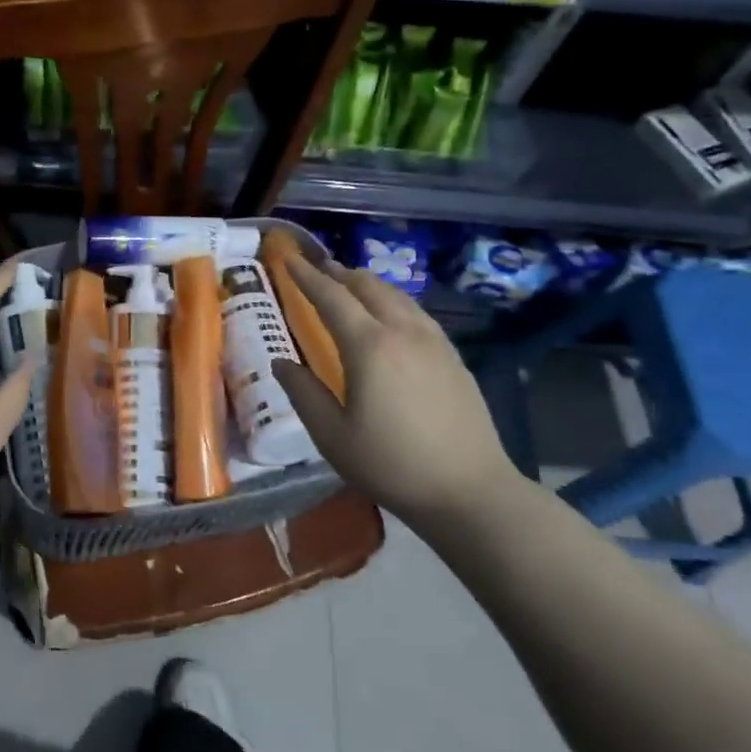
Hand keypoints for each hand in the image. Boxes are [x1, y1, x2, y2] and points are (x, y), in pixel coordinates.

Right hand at [272, 254, 526, 527]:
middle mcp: (403, 333)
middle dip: (339, 273)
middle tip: (317, 267)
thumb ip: (303, 393)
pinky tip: (391, 315)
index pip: (332, 298)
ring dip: (368, 284)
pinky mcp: (454, 358)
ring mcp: (434, 343)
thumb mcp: (332, 435)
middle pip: (368, 287)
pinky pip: (417, 314)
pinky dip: (393, 302)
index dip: (307, 277)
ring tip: (350, 284)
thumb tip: (281, 362)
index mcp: (369, 347)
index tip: (289, 260)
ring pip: (397, 297)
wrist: (469, 491)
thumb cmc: (391, 465)